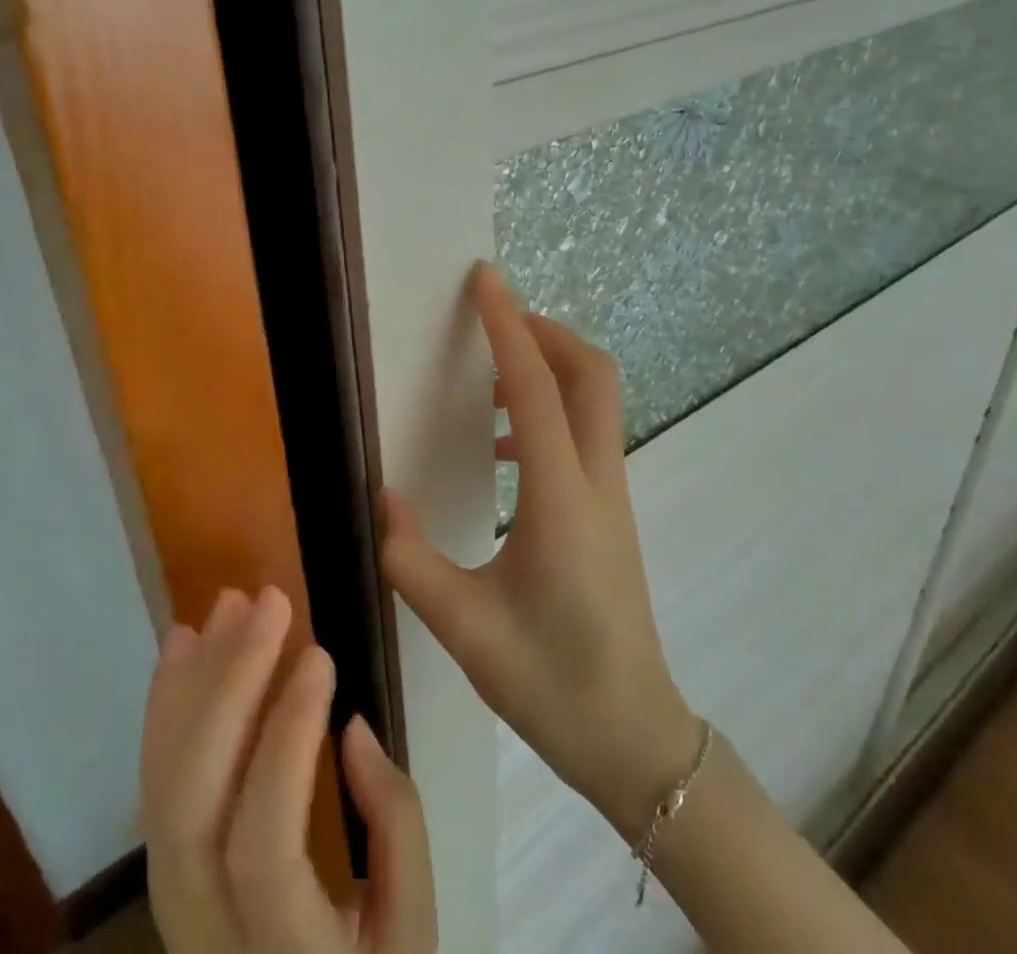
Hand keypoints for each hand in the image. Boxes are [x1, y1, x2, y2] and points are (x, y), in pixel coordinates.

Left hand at [140, 586, 436, 953]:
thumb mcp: (411, 925)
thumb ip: (394, 825)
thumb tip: (349, 727)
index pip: (264, 845)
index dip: (286, 744)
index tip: (320, 655)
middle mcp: (205, 934)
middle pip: (194, 804)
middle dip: (230, 685)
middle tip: (269, 601)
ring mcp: (172, 904)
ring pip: (163, 785)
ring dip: (197, 680)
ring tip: (229, 605)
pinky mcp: (164, 870)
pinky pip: (154, 783)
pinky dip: (167, 705)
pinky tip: (182, 646)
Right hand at [380, 263, 704, 840]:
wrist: (634, 737)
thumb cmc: (551, 683)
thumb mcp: (464, 629)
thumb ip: (411, 560)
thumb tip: (382, 498)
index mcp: (559, 497)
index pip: (533, 385)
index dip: (507, 324)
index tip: (485, 278)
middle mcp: (595, 479)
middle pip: (590, 371)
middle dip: (544, 330)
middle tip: (492, 321)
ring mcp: (612, 493)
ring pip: (595, 398)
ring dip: (548, 367)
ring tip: (487, 384)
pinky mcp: (610, 509)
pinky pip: (586, 431)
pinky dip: (549, 409)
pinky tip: (504, 450)